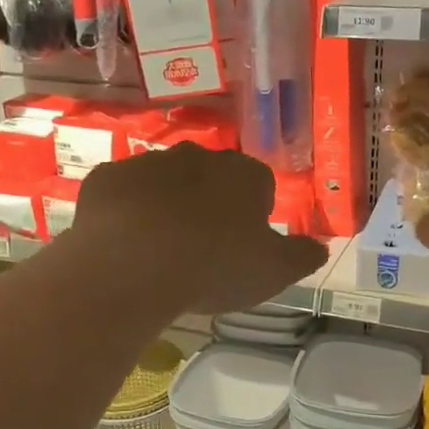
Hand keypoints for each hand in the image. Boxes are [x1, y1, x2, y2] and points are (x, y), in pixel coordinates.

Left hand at [69, 144, 327, 313]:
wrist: (134, 264)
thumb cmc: (214, 266)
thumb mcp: (274, 271)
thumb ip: (302, 256)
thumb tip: (321, 247)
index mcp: (244, 175)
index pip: (259, 184)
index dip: (254, 213)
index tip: (244, 243)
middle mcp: (198, 157)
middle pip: (210, 177)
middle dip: (208, 203)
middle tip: (202, 246)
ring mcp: (148, 163)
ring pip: (164, 181)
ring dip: (166, 205)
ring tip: (160, 248)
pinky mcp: (107, 178)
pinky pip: (122, 193)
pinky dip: (125, 211)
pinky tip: (124, 243)